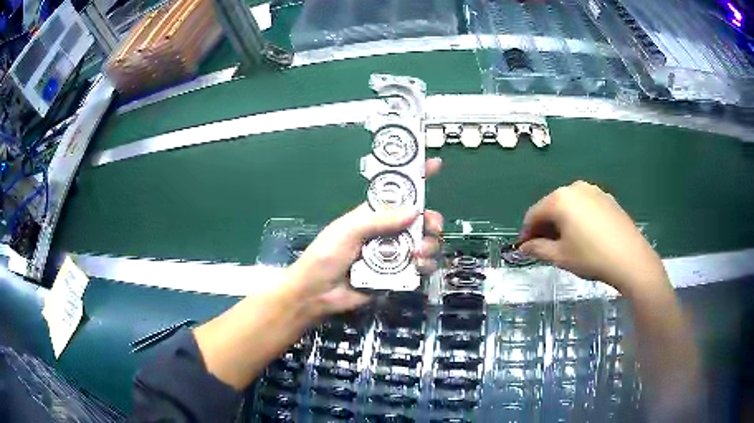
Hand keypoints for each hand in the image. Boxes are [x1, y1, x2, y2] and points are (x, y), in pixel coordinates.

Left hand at [288, 158, 443, 316]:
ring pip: (424, 243)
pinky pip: (420, 267)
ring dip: (428, 245)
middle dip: (430, 220)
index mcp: (374, 214)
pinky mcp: (398, 275)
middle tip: (432, 226)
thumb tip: (414, 210)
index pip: (398, 192)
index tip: (436, 164)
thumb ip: (378, 219)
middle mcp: (387, 232)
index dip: (416, 177)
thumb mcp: (347, 231)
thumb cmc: (325, 255)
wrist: (316, 293)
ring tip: (418, 253)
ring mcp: (394, 254)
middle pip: (419, 220)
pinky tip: (418, 266)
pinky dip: (425, 265)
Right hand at [518, 180, 666, 294]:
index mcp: (560, 199)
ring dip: (562, 221)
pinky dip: (579, 218)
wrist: (630, 258)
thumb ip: (538, 249)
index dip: (526, 232)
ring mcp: (594, 190)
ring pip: (569, 205)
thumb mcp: (560, 256)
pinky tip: (585, 236)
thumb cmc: (591, 257)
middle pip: (551, 206)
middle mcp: (575, 188)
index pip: (533, 214)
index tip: (526, 248)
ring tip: (567, 242)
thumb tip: (524, 247)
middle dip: (545, 226)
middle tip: (546, 247)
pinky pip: (585, 205)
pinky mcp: (607, 198)